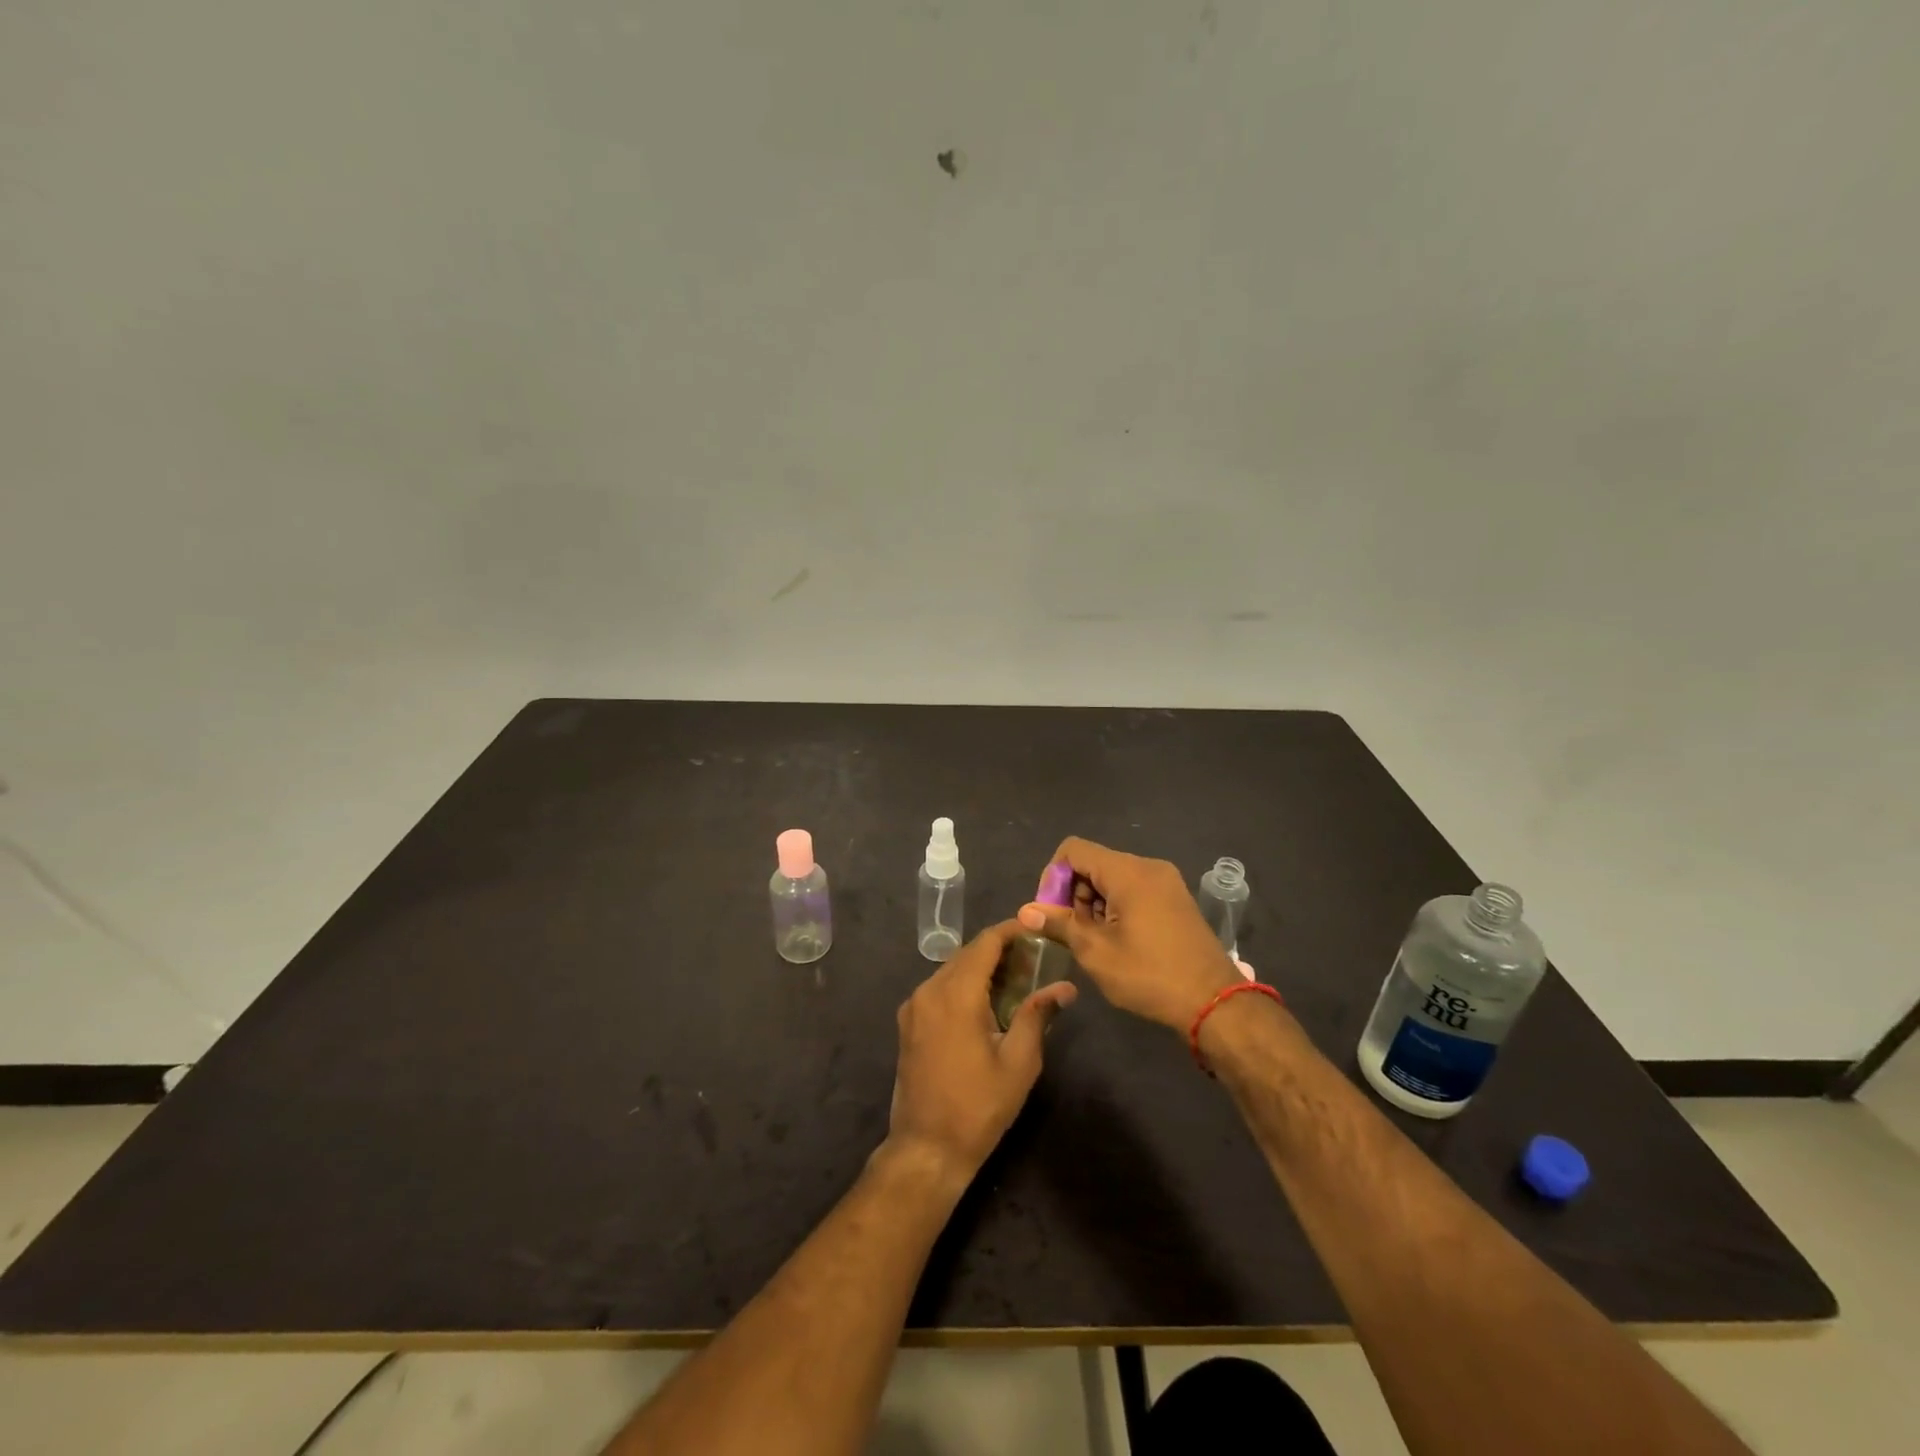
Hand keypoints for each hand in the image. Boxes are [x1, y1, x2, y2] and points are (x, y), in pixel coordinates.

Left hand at [886, 919, 1077, 1183]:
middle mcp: (929, 990)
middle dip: (1000, 950)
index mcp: (955, 994)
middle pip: (967, 954)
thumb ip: (1038, 1015)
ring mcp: (914, 1007)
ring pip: (951, 970)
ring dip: (981, 968)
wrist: (926, 1148)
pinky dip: (963, 985)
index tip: (1037, 929)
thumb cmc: (978, 1106)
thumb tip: (1065, 987)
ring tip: (1016, 979)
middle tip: (1035, 958)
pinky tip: (986, 1002)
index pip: (985, 943)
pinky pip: (939, 989)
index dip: (1011, 931)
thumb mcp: (1018, 1062)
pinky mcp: (908, 1023)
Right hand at [1018, 837, 1240, 1032]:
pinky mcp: (1175, 899)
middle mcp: (1148, 866)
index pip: (1073, 850)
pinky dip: (1116, 906)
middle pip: (1093, 863)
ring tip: (1095, 942)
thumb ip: (1059, 924)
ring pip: (1113, 877)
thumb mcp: (1096, 952)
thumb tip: (1025, 911)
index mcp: (1128, 872)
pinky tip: (1118, 940)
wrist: (1215, 1003)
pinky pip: (1134, 889)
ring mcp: (1166, 881)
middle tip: (1073, 933)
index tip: (1051, 913)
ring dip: (1094, 903)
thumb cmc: (1149, 975)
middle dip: (1074, 893)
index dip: (1052, 876)